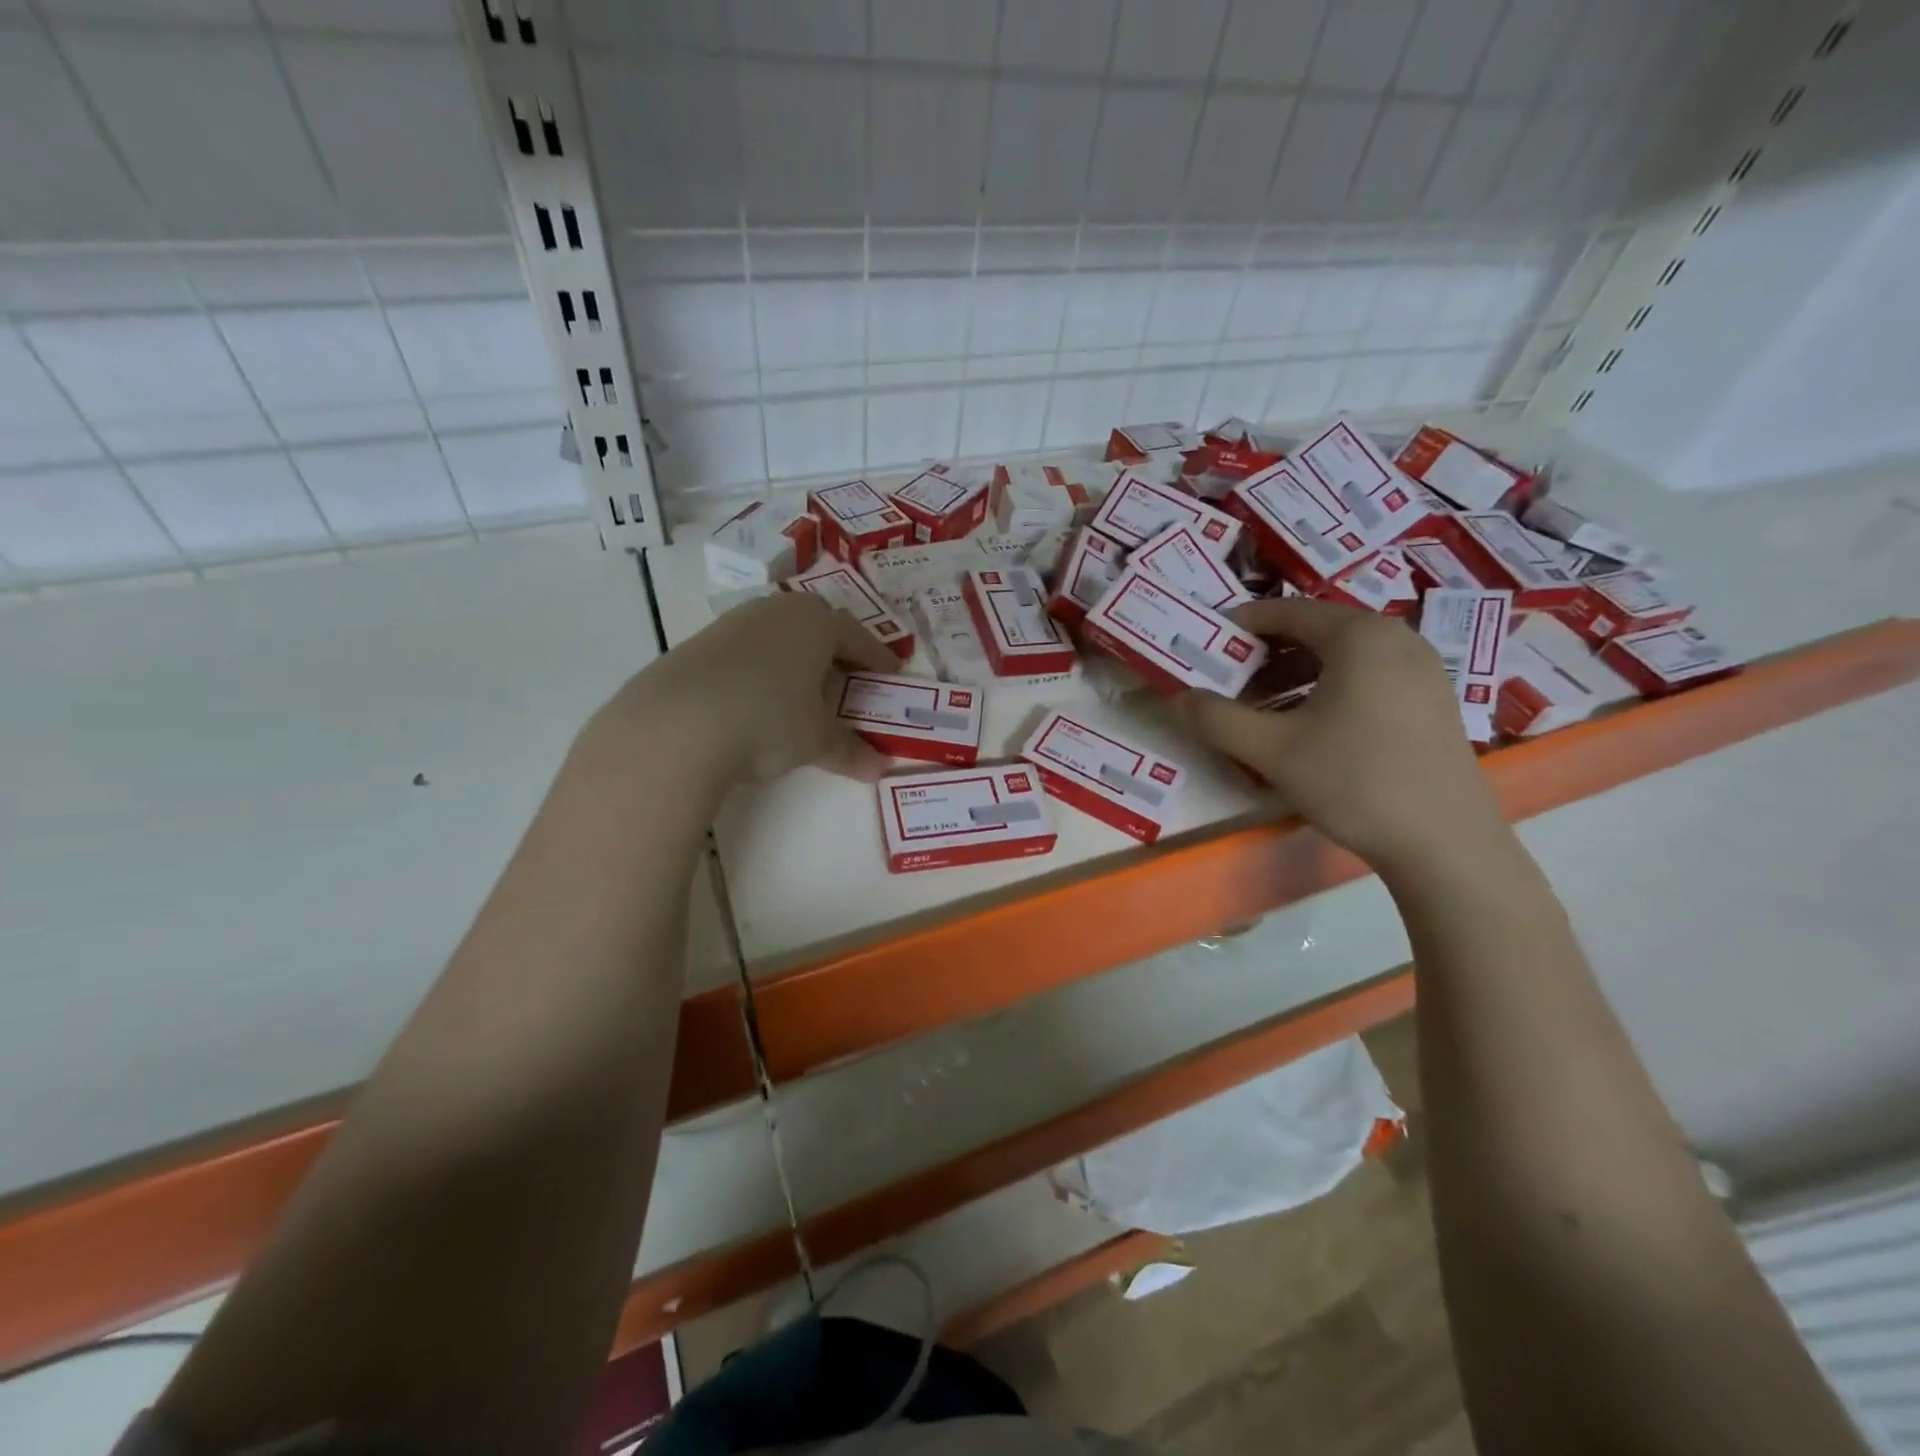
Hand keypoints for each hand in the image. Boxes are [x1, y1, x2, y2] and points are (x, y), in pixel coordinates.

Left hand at [592, 591, 897, 787]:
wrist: (677, 723)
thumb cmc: (768, 719)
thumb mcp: (816, 740)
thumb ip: (850, 751)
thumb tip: (879, 769)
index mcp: (816, 623)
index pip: (858, 636)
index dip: (876, 658)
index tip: (889, 674)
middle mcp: (777, 611)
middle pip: (817, 626)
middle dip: (836, 652)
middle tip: (848, 679)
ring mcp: (734, 623)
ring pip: (779, 634)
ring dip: (796, 658)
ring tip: (802, 690)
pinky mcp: (700, 642)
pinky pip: (746, 649)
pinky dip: (762, 667)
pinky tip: (758, 697)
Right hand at [1174, 597, 1508, 875]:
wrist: (1445, 843)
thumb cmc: (1354, 782)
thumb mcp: (1272, 751)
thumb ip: (1217, 719)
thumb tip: (1178, 699)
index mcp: (1359, 636)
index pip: (1288, 610)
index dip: (1242, 623)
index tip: (1208, 642)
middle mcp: (1396, 638)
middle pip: (1317, 630)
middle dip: (1267, 652)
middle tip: (1230, 680)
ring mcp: (1423, 668)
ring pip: (1344, 655)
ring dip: (1296, 672)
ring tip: (1264, 706)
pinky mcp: (1433, 699)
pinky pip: (1369, 675)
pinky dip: (1330, 686)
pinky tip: (1311, 724)